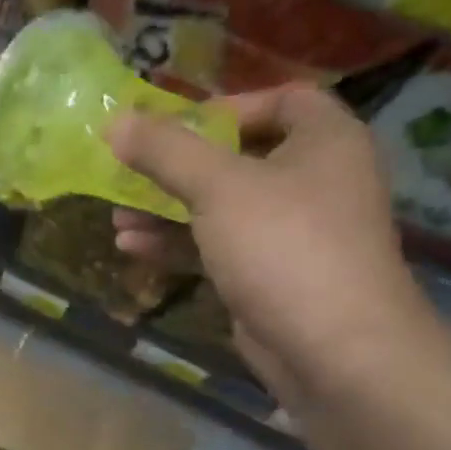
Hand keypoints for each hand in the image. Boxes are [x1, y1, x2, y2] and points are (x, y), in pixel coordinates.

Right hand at [108, 86, 436, 402]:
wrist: (336, 350)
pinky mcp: (271, 274)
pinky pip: (219, 245)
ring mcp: (293, 232)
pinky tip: (132, 248)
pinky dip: (179, 243)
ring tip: (118, 217)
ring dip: (168, 209)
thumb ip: (165, 151)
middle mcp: (315, 180)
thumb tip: (114, 120)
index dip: (229, 106)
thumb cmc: (284, 246)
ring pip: (222, 206)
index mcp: (325, 142)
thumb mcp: (218, 187)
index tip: (177, 126)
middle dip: (178, 166)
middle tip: (131, 172)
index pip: (284, 100)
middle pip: (239, 156)